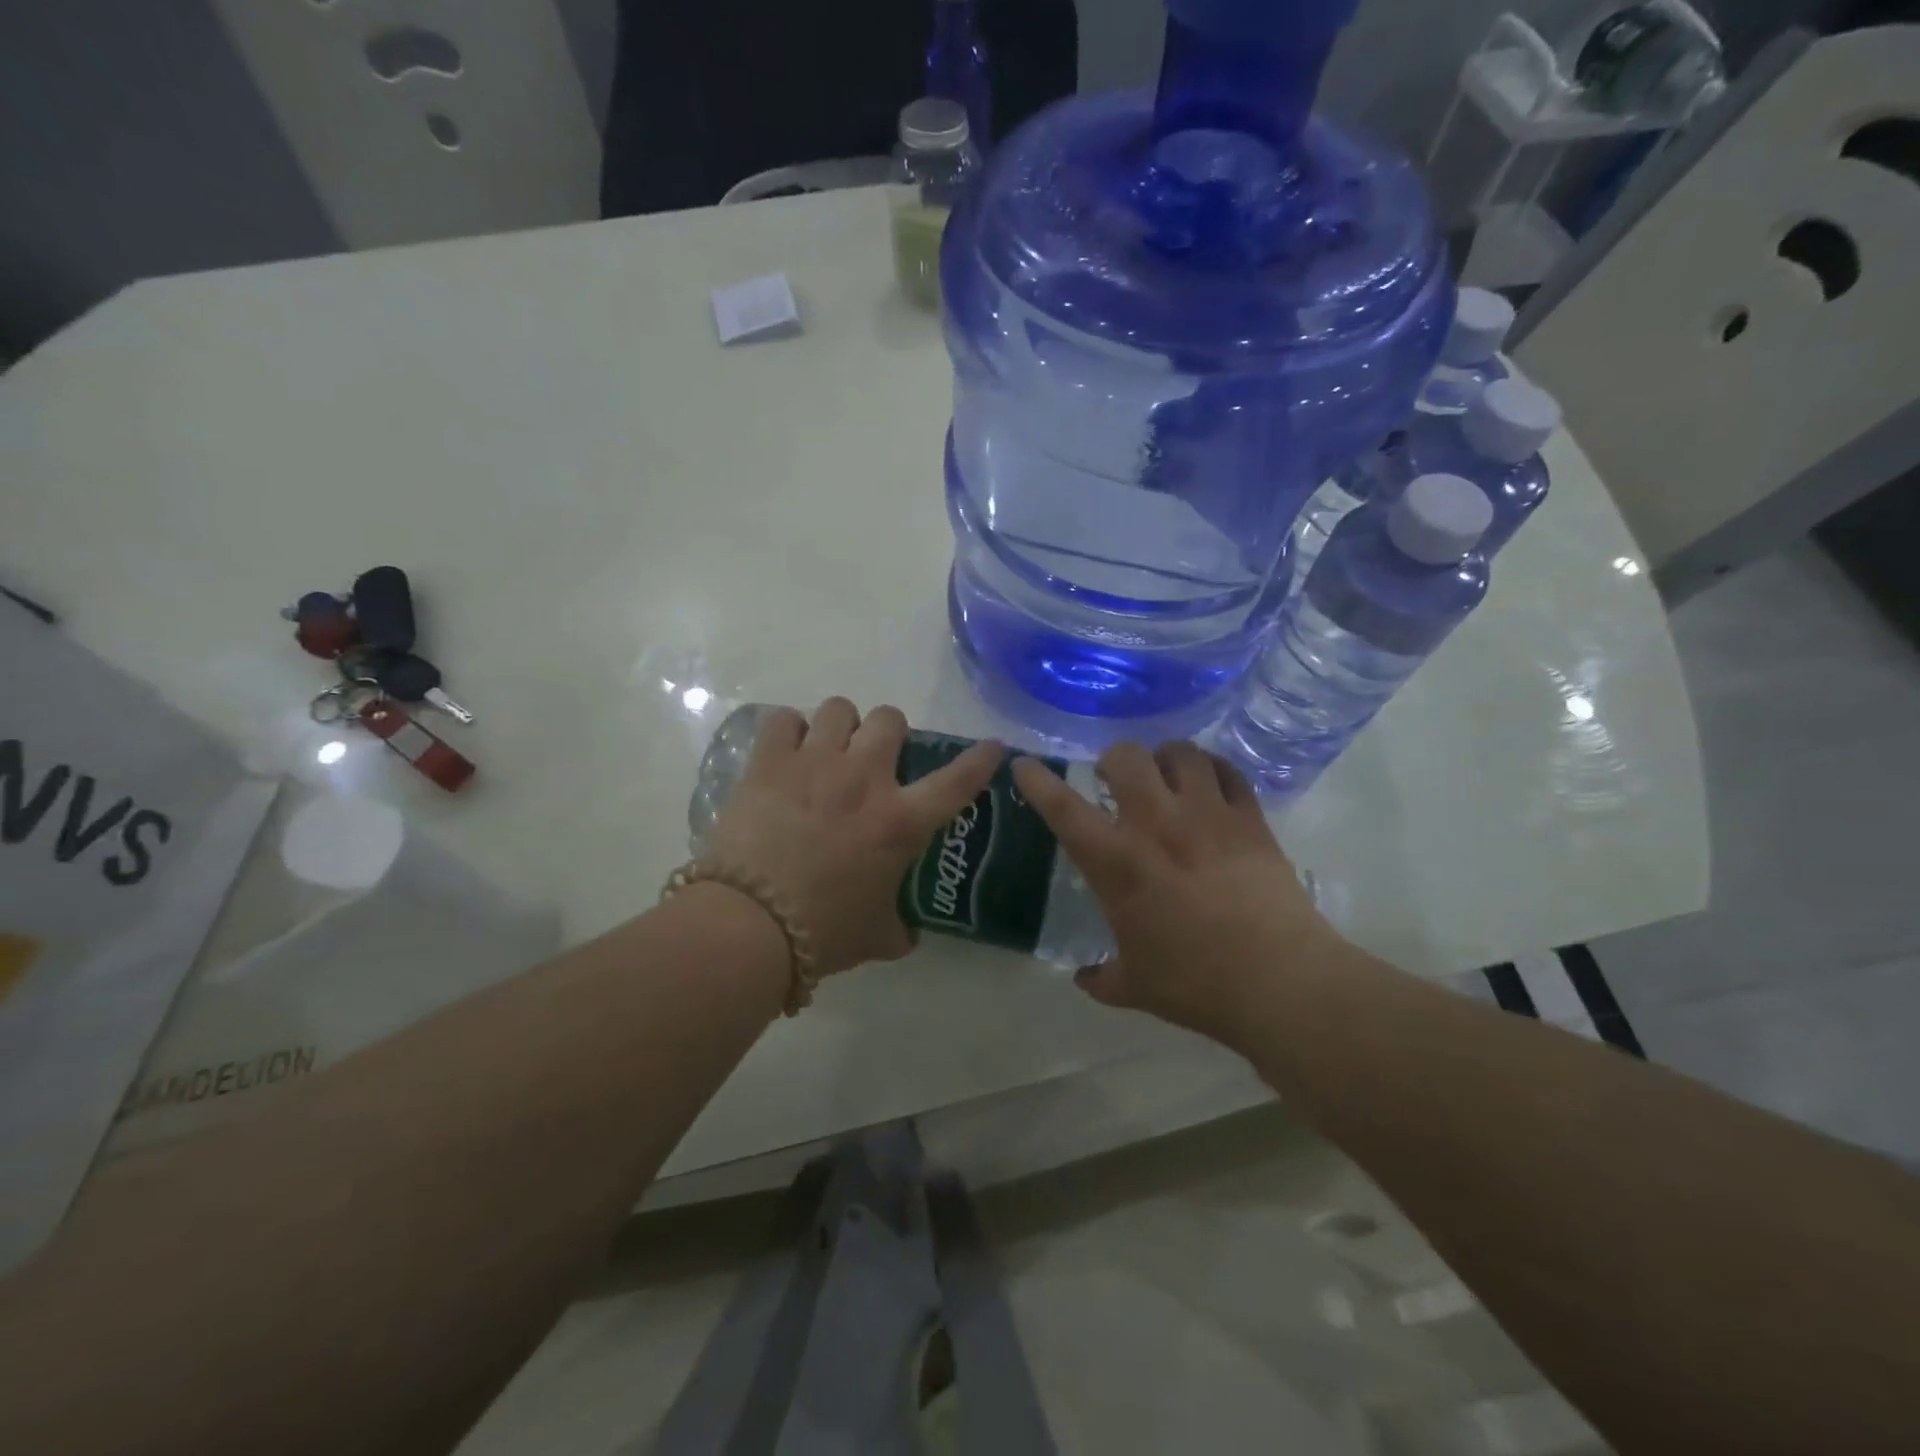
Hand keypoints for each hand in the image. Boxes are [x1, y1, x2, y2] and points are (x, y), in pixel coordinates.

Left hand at [705, 699, 1003, 977]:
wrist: (750, 924)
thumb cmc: (824, 932)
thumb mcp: (877, 937)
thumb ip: (899, 928)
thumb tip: (906, 933)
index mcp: (900, 821)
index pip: (958, 780)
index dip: (980, 759)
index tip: (992, 748)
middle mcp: (864, 779)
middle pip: (890, 719)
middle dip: (890, 732)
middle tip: (877, 758)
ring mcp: (815, 764)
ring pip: (839, 708)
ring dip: (841, 725)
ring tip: (829, 749)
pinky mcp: (769, 763)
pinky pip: (784, 720)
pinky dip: (790, 730)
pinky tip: (786, 751)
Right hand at [1012, 743, 1335, 1050]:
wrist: (1280, 983)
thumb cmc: (1196, 985)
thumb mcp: (1135, 987)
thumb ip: (1102, 977)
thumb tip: (1084, 978)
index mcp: (1117, 863)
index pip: (1064, 808)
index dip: (1038, 781)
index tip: (1025, 765)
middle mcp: (1157, 824)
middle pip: (1126, 756)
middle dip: (1114, 760)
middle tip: (1117, 780)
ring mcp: (1207, 815)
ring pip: (1180, 752)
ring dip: (1165, 758)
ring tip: (1166, 774)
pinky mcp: (1250, 819)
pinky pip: (1228, 771)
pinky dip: (1213, 769)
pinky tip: (1210, 784)